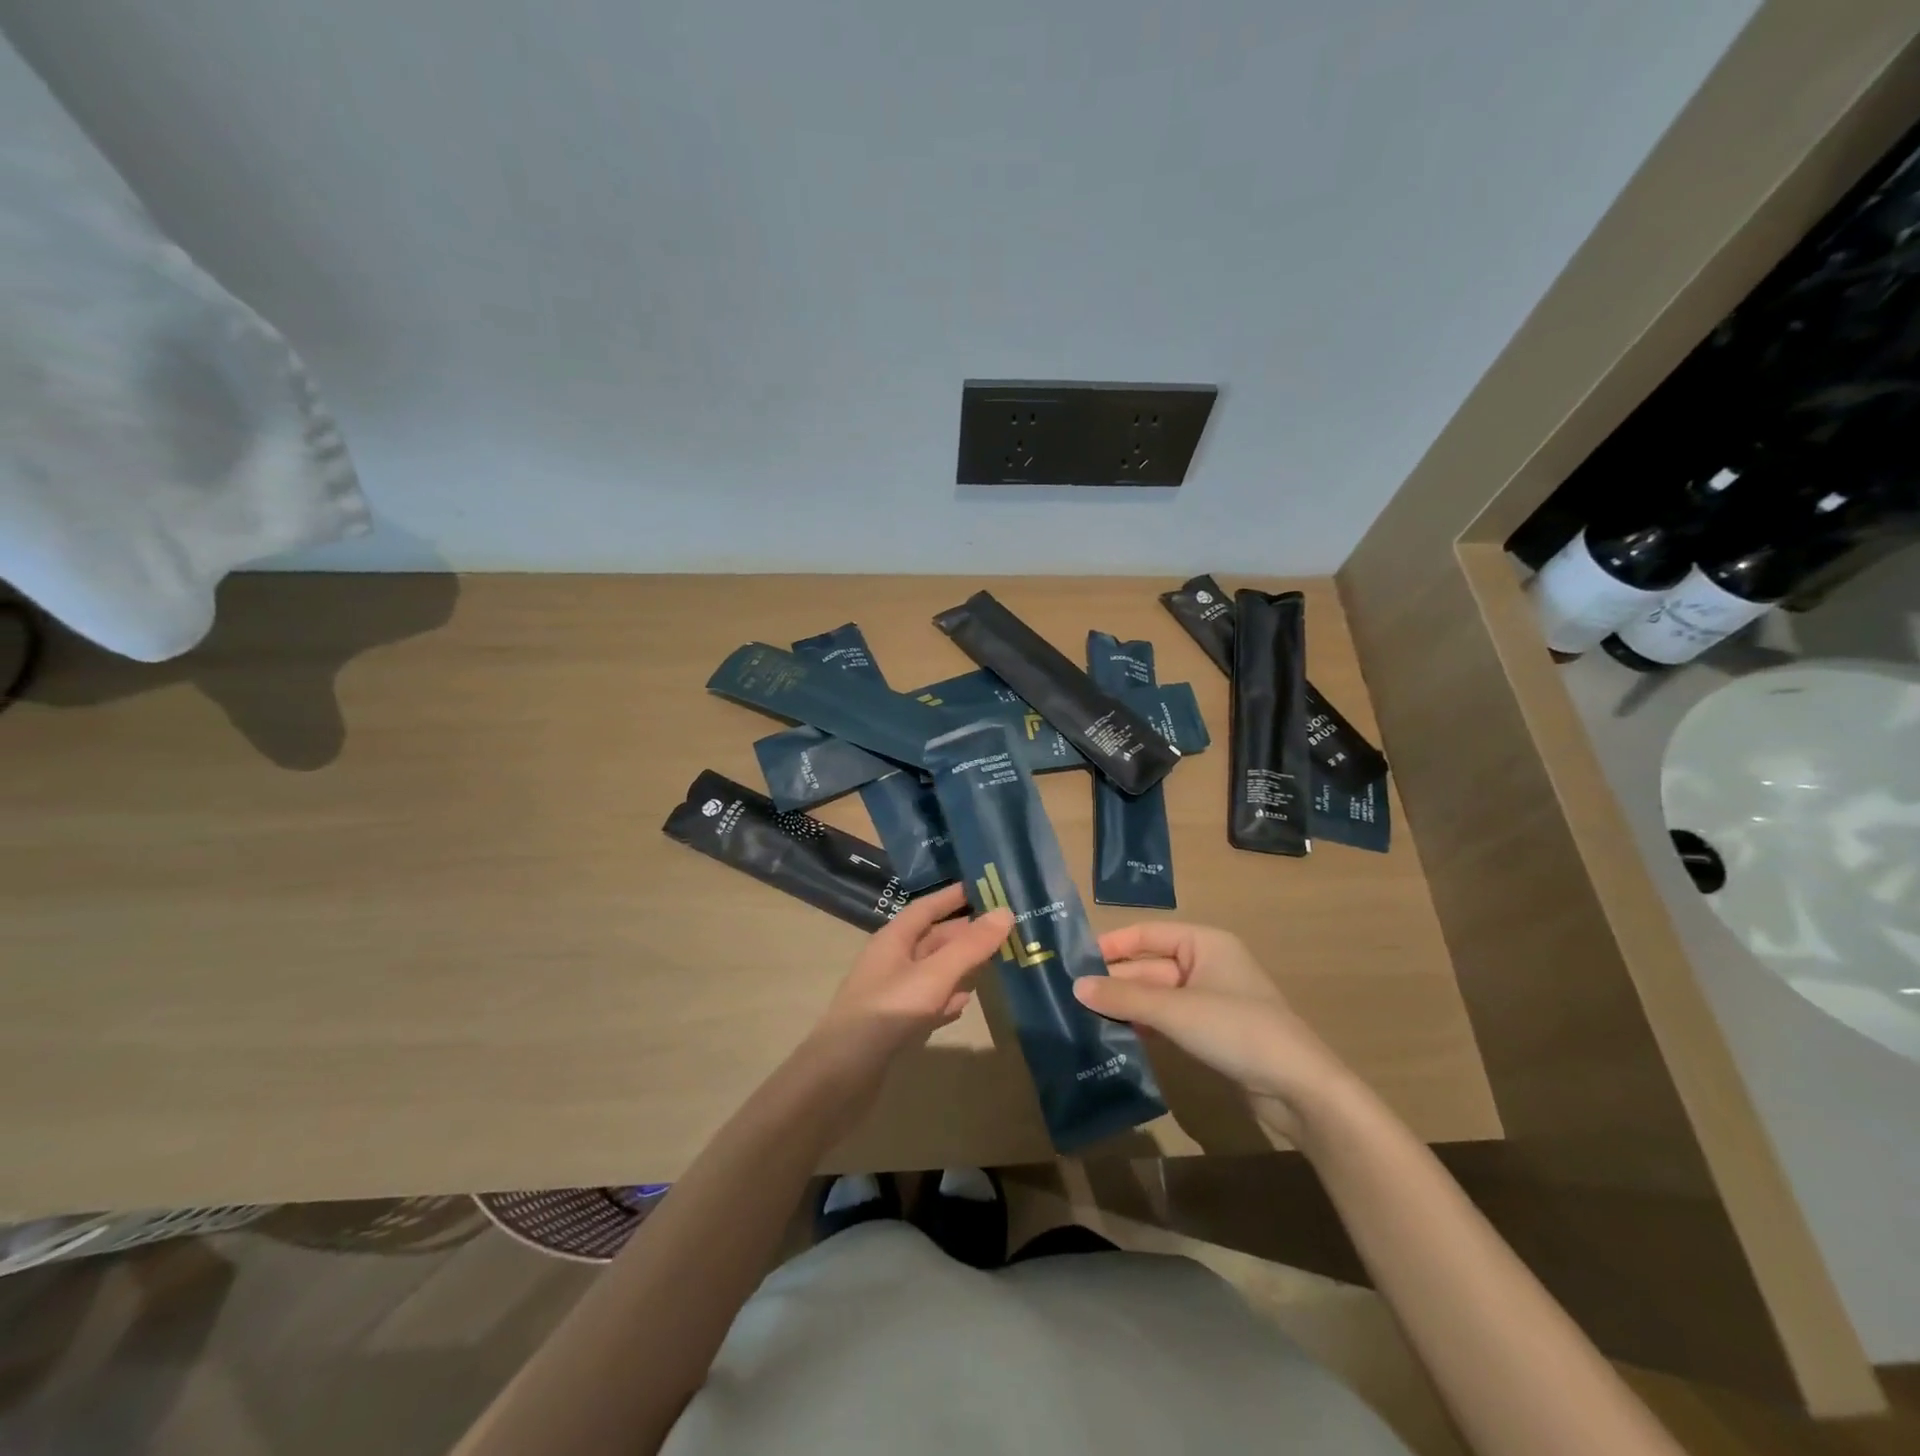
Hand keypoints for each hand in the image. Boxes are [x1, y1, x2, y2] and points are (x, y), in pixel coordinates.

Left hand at [810, 883, 1012, 1069]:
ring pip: (933, 971)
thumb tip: (1006, 912)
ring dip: (960, 966)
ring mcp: (891, 994)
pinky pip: (927, 1002)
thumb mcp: (935, 975)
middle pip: (933, 939)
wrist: (842, 1075)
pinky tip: (964, 1005)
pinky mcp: (894, 1025)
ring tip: (994, 962)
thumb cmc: (888, 1013)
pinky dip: (947, 999)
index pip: (927, 907)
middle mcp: (891, 961)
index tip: (985, 887)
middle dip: (965, 933)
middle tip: (1004, 929)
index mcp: (893, 939)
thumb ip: (970, 946)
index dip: (953, 896)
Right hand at [1073, 922, 1353, 1139]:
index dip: (1111, 945)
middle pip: (1149, 966)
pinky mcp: (1211, 1031)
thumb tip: (1076, 987)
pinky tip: (1116, 1037)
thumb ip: (1125, 997)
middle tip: (1070, 996)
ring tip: (1083, 1017)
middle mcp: (1205, 964)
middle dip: (1115, 981)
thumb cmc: (1238, 1030)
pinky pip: (1168, 1019)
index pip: (1146, 934)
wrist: (1300, 1089)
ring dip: (1126, 1005)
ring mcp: (1209, 999)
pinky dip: (1144, 1025)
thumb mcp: (1176, 1011)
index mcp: (1203, 943)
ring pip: (1156, 995)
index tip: (1073, 961)